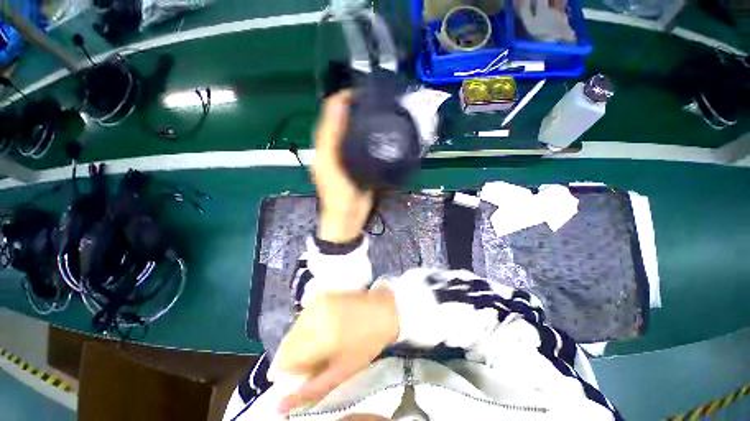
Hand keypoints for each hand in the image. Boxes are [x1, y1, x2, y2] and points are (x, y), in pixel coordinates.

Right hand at [271, 288, 398, 412]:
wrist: (383, 310)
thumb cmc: (366, 344)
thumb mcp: (341, 372)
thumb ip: (309, 389)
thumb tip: (279, 405)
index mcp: (319, 337)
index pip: (284, 360)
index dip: (294, 370)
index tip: (310, 370)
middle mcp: (313, 316)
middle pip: (287, 344)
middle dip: (296, 356)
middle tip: (318, 357)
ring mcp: (317, 302)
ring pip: (294, 330)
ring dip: (301, 341)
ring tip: (324, 342)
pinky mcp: (321, 295)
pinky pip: (303, 317)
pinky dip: (307, 328)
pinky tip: (326, 328)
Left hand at [312, 91, 373, 242]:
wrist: (348, 216)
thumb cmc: (337, 194)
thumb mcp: (330, 166)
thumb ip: (332, 138)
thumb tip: (338, 106)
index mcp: (325, 144)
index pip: (331, 113)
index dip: (342, 99)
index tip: (361, 93)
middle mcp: (334, 146)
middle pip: (342, 119)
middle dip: (354, 106)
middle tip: (373, 99)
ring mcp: (348, 155)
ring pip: (353, 131)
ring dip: (362, 118)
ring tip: (378, 110)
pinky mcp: (359, 163)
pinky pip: (363, 145)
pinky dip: (370, 135)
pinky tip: (380, 131)